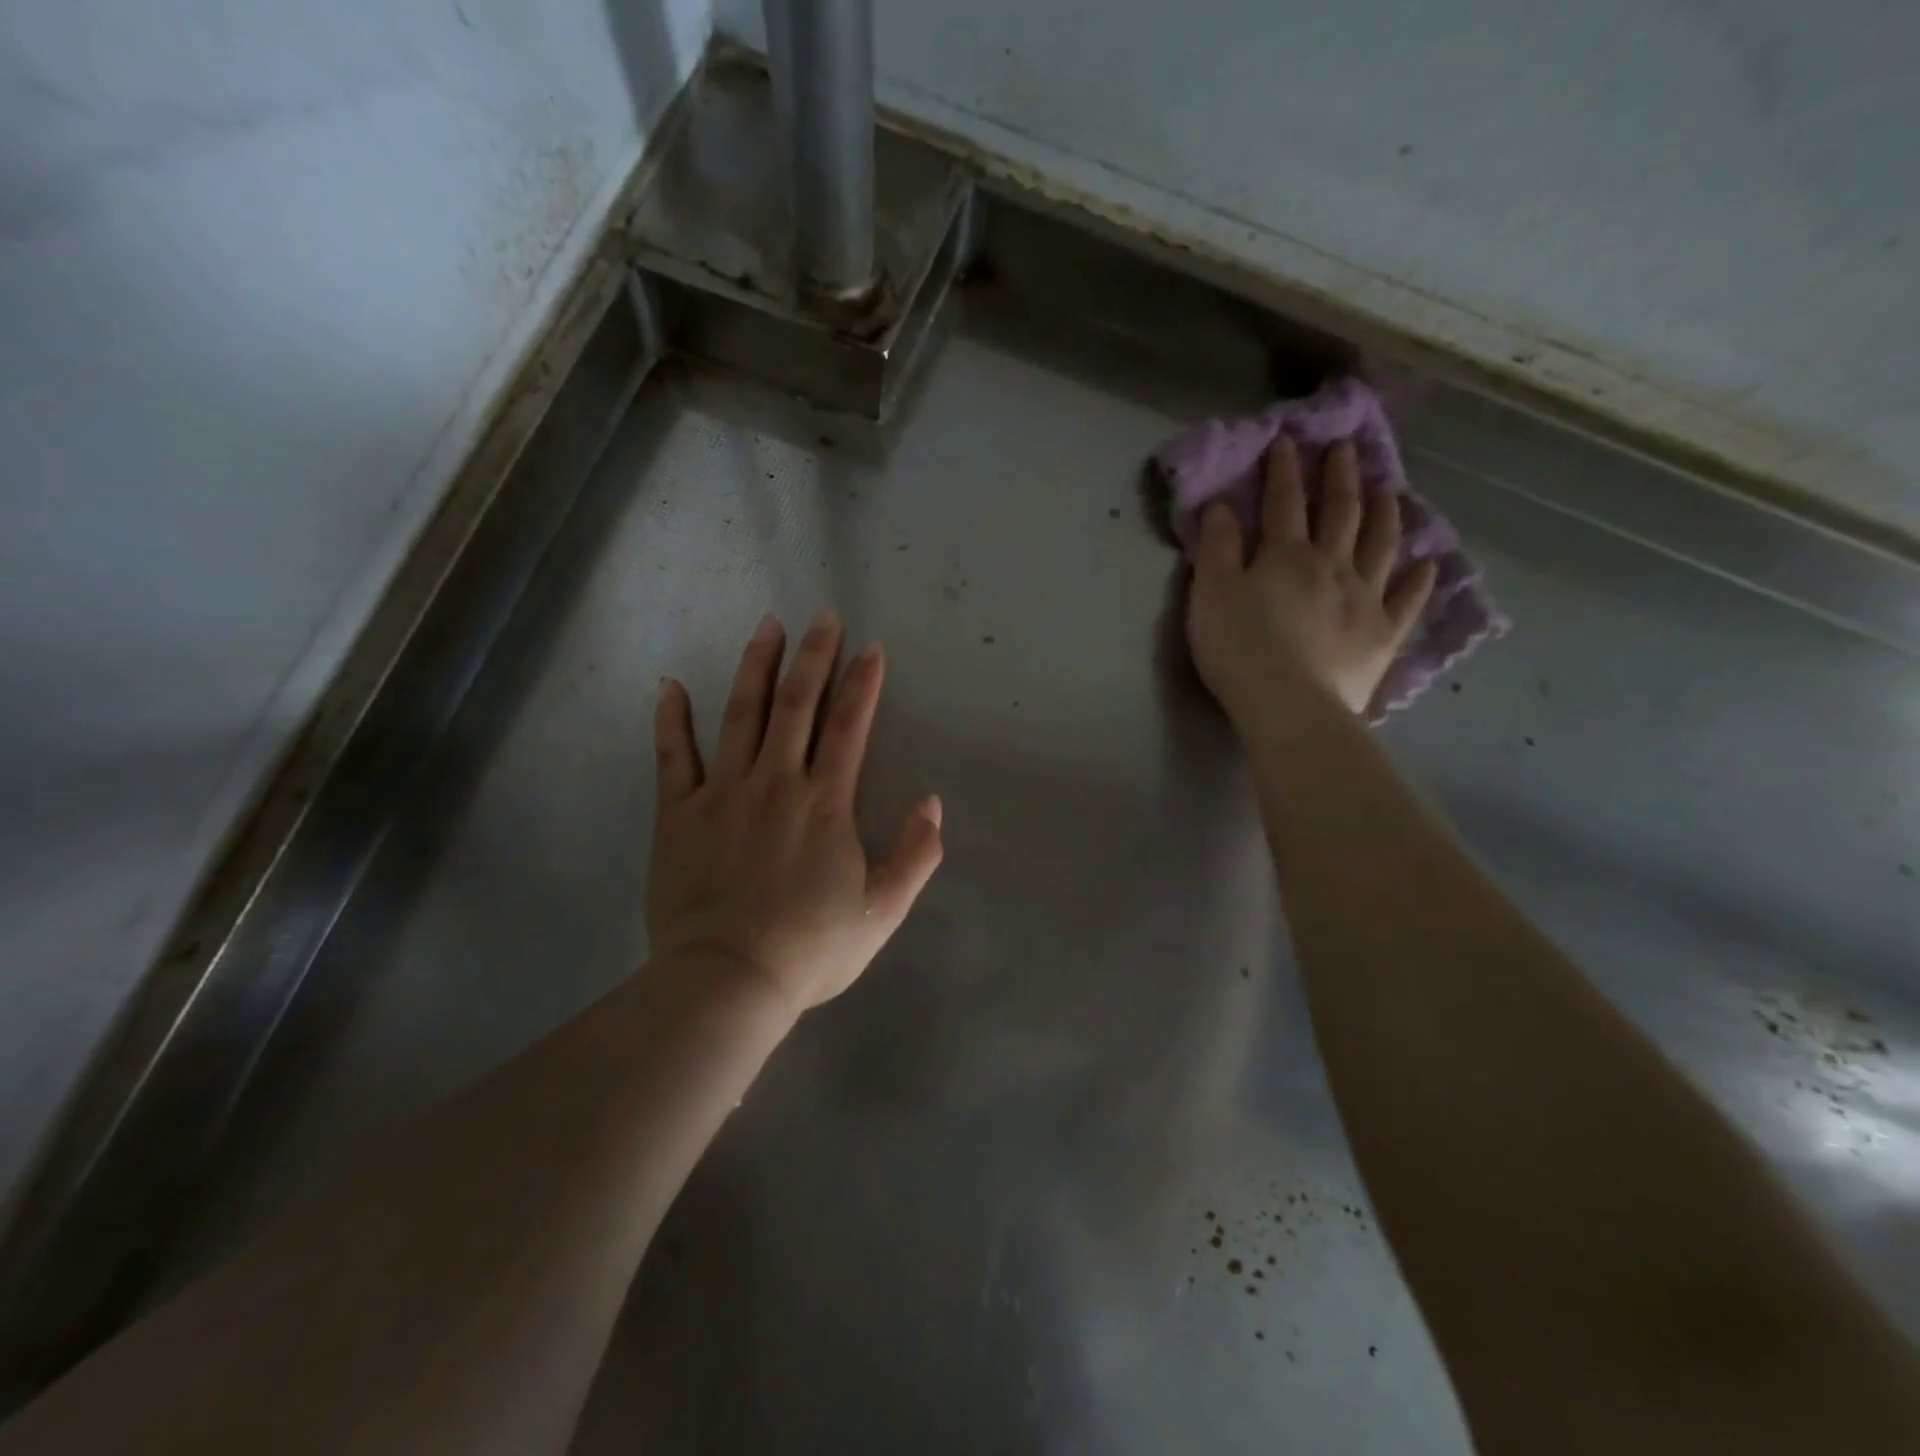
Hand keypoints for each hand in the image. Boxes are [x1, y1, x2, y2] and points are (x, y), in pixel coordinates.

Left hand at [647, 610, 943, 1016]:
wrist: (728, 981)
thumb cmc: (810, 949)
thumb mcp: (882, 911)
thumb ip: (915, 855)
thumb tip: (931, 803)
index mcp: (825, 802)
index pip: (850, 725)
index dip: (863, 682)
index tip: (871, 648)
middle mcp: (776, 782)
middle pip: (797, 704)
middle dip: (814, 655)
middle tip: (822, 615)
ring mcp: (722, 793)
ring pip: (740, 714)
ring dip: (756, 666)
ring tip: (766, 625)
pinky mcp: (678, 813)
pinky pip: (672, 755)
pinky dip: (670, 718)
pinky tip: (670, 684)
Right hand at [1187, 438, 1436, 723]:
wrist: (1289, 705)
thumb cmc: (1240, 649)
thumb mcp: (1211, 594)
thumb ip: (1217, 548)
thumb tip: (1222, 505)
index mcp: (1286, 555)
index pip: (1285, 502)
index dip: (1284, 469)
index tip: (1288, 440)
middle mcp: (1332, 565)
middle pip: (1340, 512)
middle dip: (1341, 477)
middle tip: (1348, 448)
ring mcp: (1364, 598)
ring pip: (1380, 545)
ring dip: (1386, 513)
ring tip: (1392, 489)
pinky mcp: (1382, 635)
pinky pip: (1407, 601)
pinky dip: (1419, 580)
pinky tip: (1428, 563)